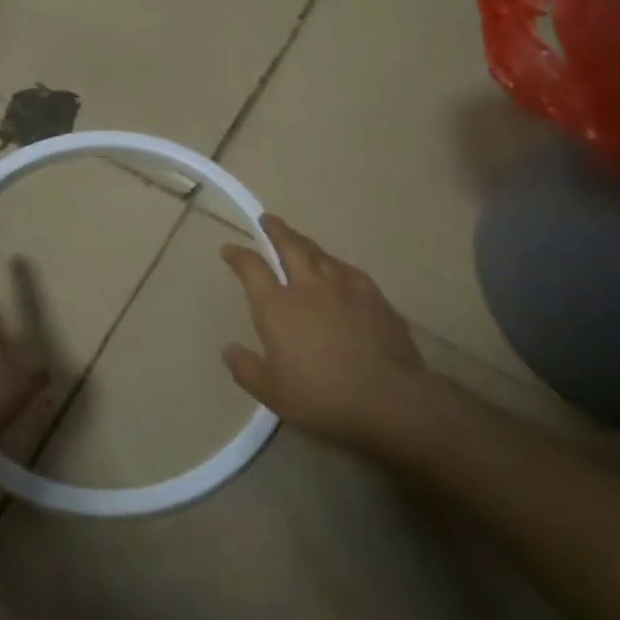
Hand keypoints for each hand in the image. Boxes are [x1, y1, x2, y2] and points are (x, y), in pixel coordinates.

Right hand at [221, 216, 441, 455]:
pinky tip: (336, 269)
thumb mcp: (272, 392)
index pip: (251, 267)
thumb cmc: (322, 397)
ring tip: (298, 240)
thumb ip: (246, 369)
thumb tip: (229, 349)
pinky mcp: (373, 295)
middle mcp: (307, 286)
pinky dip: (334, 264)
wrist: (390, 399)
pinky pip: (347, 269)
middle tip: (267, 220)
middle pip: (288, 245)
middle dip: (275, 230)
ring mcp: (343, 286)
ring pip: (319, 253)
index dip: (238, 255)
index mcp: (277, 306)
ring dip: (304, 243)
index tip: (229, 250)